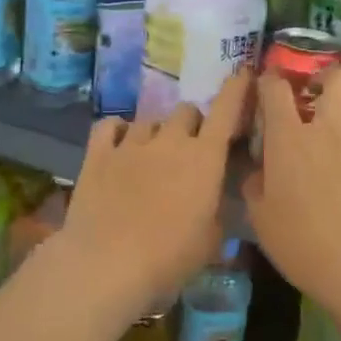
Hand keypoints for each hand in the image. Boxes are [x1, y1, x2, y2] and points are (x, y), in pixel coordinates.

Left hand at [53, 71, 248, 320]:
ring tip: (151, 156)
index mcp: (205, 159)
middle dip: (192, 125)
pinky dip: (118, 131)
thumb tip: (214, 198)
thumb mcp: (211, 242)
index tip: (243, 76)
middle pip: (186, 111)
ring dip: (157, 132)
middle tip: (189, 151)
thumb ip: (217, 210)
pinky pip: (110, 125)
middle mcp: (170, 141)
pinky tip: (119, 144)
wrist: (106, 264)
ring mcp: (131, 143)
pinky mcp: (98, 154)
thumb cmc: (169, 259)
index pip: (227, 111)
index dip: (236, 90)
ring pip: (150, 120)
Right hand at [243, 68, 340, 313]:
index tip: (268, 88)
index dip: (269, 81)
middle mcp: (329, 129)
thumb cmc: (301, 244)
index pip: (276, 89)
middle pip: (337, 77)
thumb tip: (260, 171)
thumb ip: (255, 185)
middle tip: (319, 97)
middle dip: (327, 79)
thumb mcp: (260, 218)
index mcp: (289, 139)